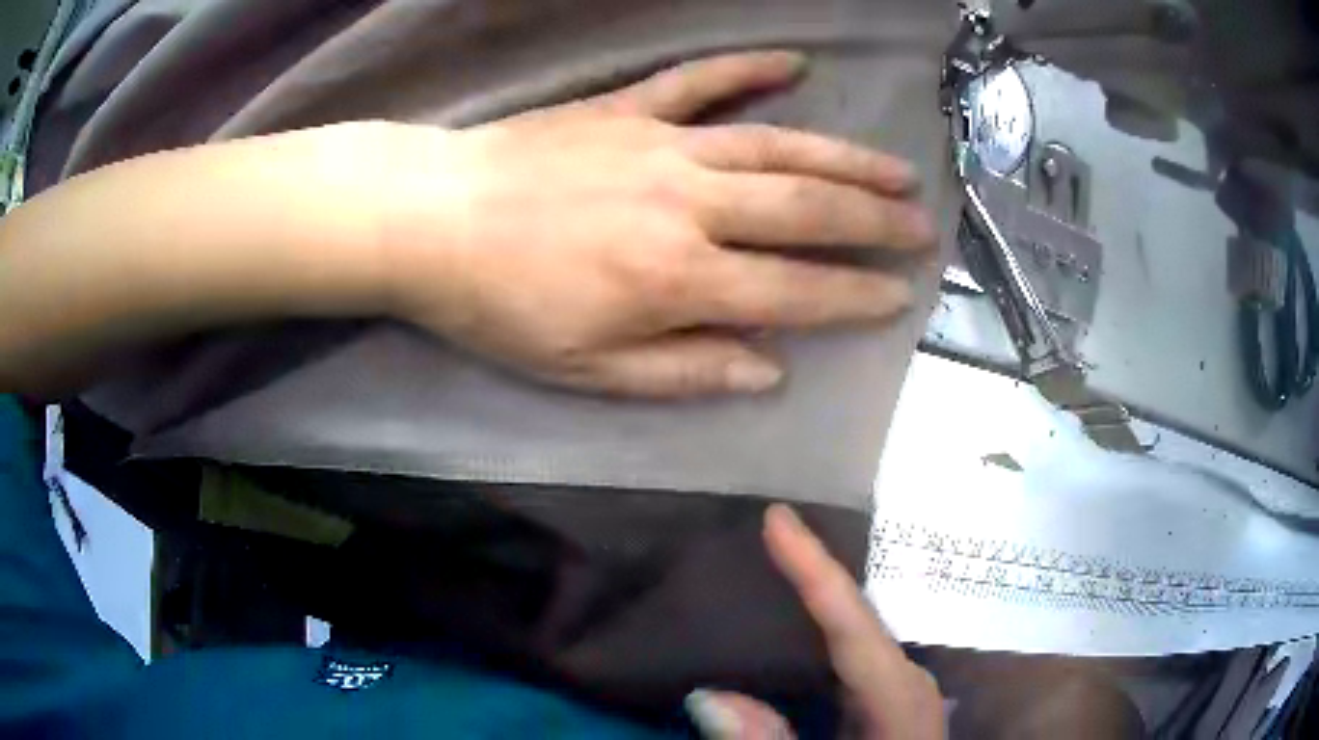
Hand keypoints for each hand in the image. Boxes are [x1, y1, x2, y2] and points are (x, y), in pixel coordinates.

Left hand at [377, 52, 934, 398]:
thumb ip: (684, 371)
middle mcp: (688, 204)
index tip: (899, 297)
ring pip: (775, 145)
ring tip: (896, 169)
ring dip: (844, 157)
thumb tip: (767, 368)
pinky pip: (700, 82)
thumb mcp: (586, 369)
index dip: (854, 297)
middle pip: (804, 209)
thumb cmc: (499, 306)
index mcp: (677, 279)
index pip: (794, 291)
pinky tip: (794, 63)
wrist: (431, 219)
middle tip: (923, 228)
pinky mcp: (628, 108)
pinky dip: (749, 69)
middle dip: (873, 221)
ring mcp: (661, 144)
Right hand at [686, 505, 945, 738]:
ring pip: (853, 634)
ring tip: (768, 565)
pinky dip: (817, 637)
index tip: (776, 517)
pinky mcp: (887, 704)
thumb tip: (708, 695)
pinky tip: (790, 630)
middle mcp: (906, 682)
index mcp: (900, 698)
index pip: (853, 623)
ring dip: (813, 602)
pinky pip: (847, 659)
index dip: (814, 567)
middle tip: (762, 534)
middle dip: (811, 574)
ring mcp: (900, 692)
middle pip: (856, 617)